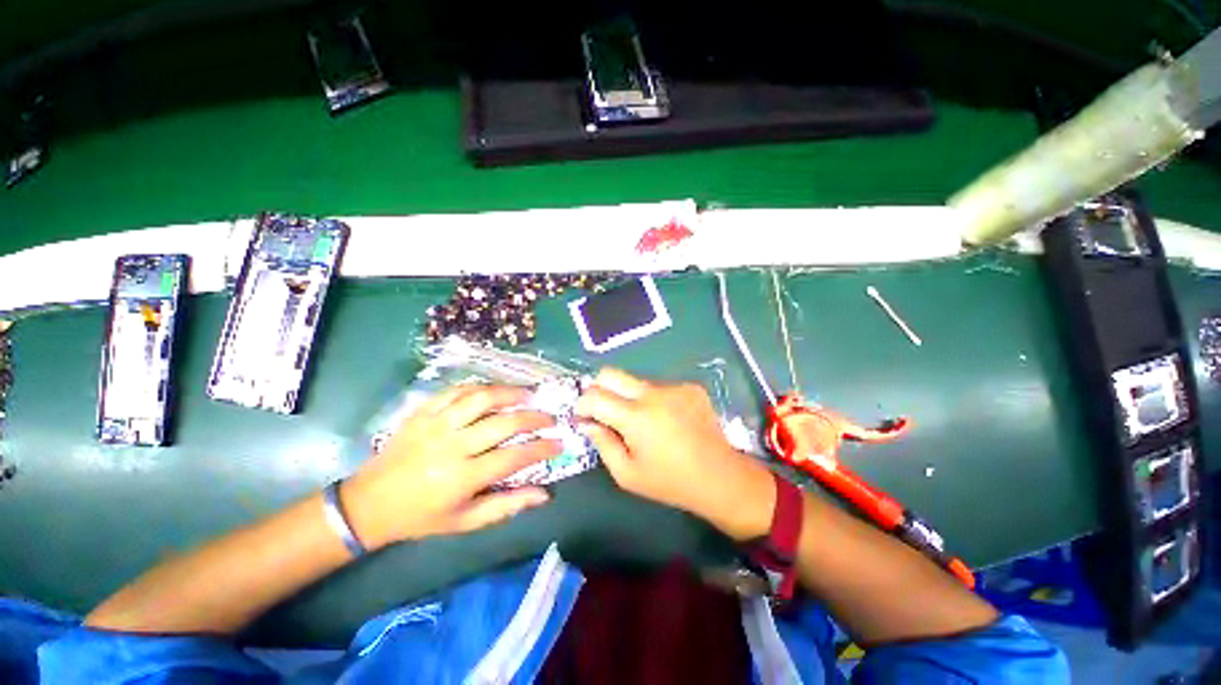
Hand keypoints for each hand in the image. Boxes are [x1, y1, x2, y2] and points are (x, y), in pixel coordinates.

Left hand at [343, 385, 561, 547]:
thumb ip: (507, 505)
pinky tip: (494, 391)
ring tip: (529, 395)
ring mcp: (436, 424)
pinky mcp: (423, 411)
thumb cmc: (422, 516)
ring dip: (511, 393)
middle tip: (550, 418)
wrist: (369, 503)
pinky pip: (457, 390)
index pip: (514, 457)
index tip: (559, 443)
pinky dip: (481, 387)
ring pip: (482, 398)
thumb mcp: (465, 521)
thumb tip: (544, 494)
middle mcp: (452, 446)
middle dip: (535, 418)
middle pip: (504, 423)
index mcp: (463, 478)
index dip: (542, 448)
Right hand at [575, 369, 775, 540]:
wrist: (720, 477)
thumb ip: (602, 443)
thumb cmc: (669, 481)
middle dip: (599, 389)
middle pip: (611, 373)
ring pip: (636, 381)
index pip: (595, 395)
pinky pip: (660, 387)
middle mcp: (653, 393)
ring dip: (630, 398)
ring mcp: (674, 387)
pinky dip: (654, 400)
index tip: (584, 417)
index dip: (582, 405)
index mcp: (636, 417)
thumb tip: (587, 422)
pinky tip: (667, 421)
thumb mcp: (627, 474)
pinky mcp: (690, 387)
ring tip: (644, 423)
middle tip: (604, 411)